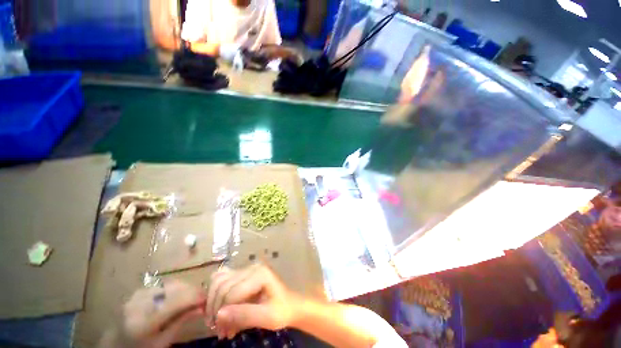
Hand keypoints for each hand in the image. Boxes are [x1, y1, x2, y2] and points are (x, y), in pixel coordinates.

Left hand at [99, 280, 205, 347]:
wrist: (115, 345)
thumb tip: (201, 307)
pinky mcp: (138, 291)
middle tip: (203, 298)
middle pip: (174, 289)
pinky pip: (162, 285)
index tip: (208, 298)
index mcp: (144, 321)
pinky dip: (175, 289)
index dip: (195, 297)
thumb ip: (180, 322)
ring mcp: (137, 295)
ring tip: (193, 297)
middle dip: (192, 291)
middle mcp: (140, 303)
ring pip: (170, 284)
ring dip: (185, 289)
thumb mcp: (161, 342)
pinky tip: (179, 296)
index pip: (176, 302)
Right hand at [206, 264, 299, 338]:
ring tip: (218, 323)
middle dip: (215, 310)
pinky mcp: (242, 274)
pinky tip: (219, 310)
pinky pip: (221, 280)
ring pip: (218, 281)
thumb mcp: (267, 318)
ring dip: (212, 303)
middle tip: (219, 330)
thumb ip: (244, 315)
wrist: (289, 305)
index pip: (232, 292)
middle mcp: (251, 267)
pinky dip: (214, 296)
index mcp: (260, 274)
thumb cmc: (281, 311)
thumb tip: (219, 315)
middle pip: (222, 286)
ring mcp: (246, 269)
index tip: (222, 332)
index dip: (223, 313)